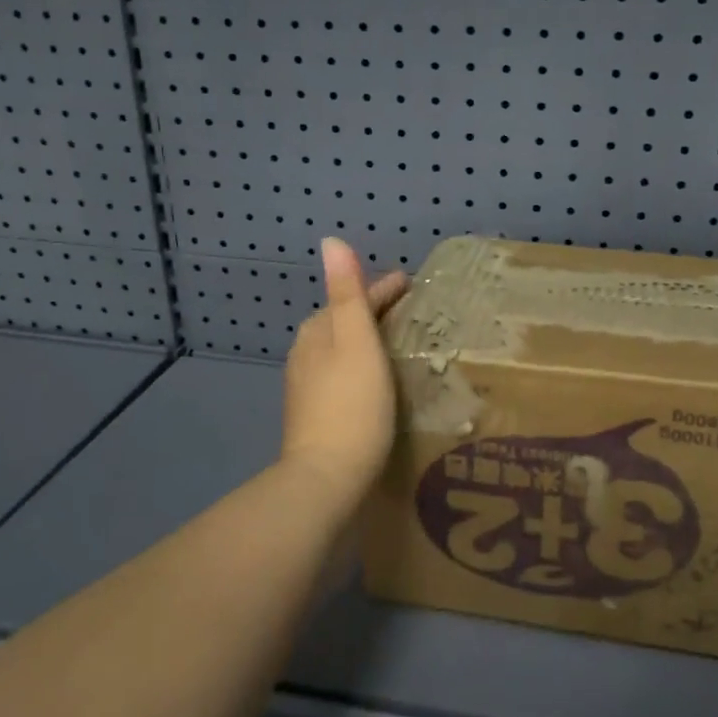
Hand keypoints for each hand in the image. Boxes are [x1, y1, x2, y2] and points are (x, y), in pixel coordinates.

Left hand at [278, 236, 409, 508]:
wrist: (325, 476)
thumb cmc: (352, 404)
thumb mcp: (356, 341)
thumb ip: (347, 292)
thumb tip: (330, 240)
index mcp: (317, 330)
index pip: (353, 297)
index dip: (383, 288)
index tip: (412, 283)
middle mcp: (305, 351)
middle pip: (343, 319)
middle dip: (372, 311)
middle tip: (409, 311)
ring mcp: (306, 383)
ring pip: (339, 346)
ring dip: (365, 338)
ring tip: (396, 342)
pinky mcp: (313, 410)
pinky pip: (339, 371)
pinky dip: (358, 363)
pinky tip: (374, 378)